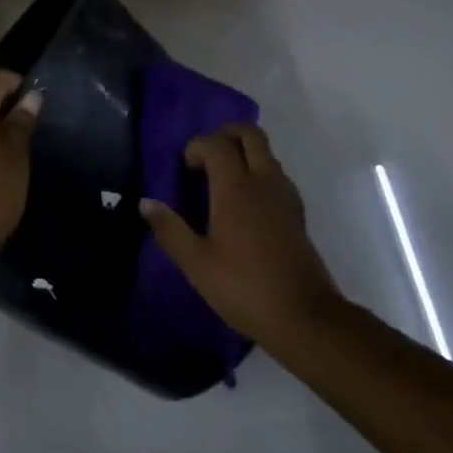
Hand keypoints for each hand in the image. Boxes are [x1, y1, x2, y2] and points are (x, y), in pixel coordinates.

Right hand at [140, 123, 343, 346]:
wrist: (306, 318)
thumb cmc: (245, 288)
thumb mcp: (197, 264)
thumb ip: (170, 230)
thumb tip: (146, 202)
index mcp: (236, 187)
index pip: (216, 143)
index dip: (196, 147)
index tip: (183, 169)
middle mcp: (263, 181)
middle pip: (249, 134)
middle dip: (224, 135)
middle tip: (204, 159)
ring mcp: (285, 195)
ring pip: (266, 152)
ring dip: (243, 152)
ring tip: (220, 180)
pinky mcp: (297, 213)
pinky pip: (275, 173)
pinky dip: (258, 172)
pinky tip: (244, 203)